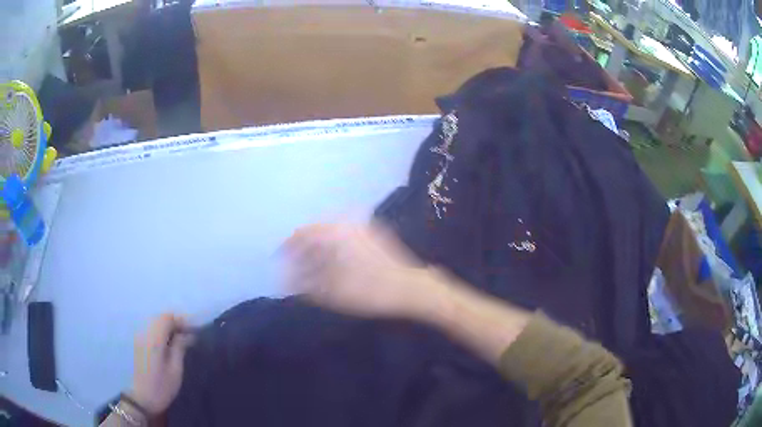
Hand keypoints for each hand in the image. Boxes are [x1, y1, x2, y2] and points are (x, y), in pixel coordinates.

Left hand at [129, 313, 194, 414]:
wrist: (143, 399)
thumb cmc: (162, 387)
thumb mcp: (175, 369)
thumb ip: (180, 348)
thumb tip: (188, 334)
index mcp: (154, 339)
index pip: (167, 318)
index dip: (181, 320)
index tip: (195, 330)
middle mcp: (145, 334)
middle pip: (160, 318)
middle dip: (176, 322)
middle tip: (190, 335)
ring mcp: (140, 338)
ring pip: (156, 323)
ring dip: (169, 327)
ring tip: (183, 339)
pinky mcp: (139, 344)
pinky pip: (152, 330)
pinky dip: (162, 332)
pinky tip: (171, 344)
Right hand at [284, 223, 438, 318]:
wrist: (411, 288)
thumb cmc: (369, 290)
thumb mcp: (332, 291)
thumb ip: (304, 283)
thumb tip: (284, 279)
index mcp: (335, 232)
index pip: (302, 233)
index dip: (288, 246)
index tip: (279, 258)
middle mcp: (347, 223)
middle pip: (316, 232)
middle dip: (303, 249)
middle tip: (295, 267)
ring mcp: (363, 227)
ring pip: (331, 235)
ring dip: (319, 249)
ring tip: (312, 269)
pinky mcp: (374, 235)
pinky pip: (345, 237)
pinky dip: (334, 249)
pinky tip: (333, 265)